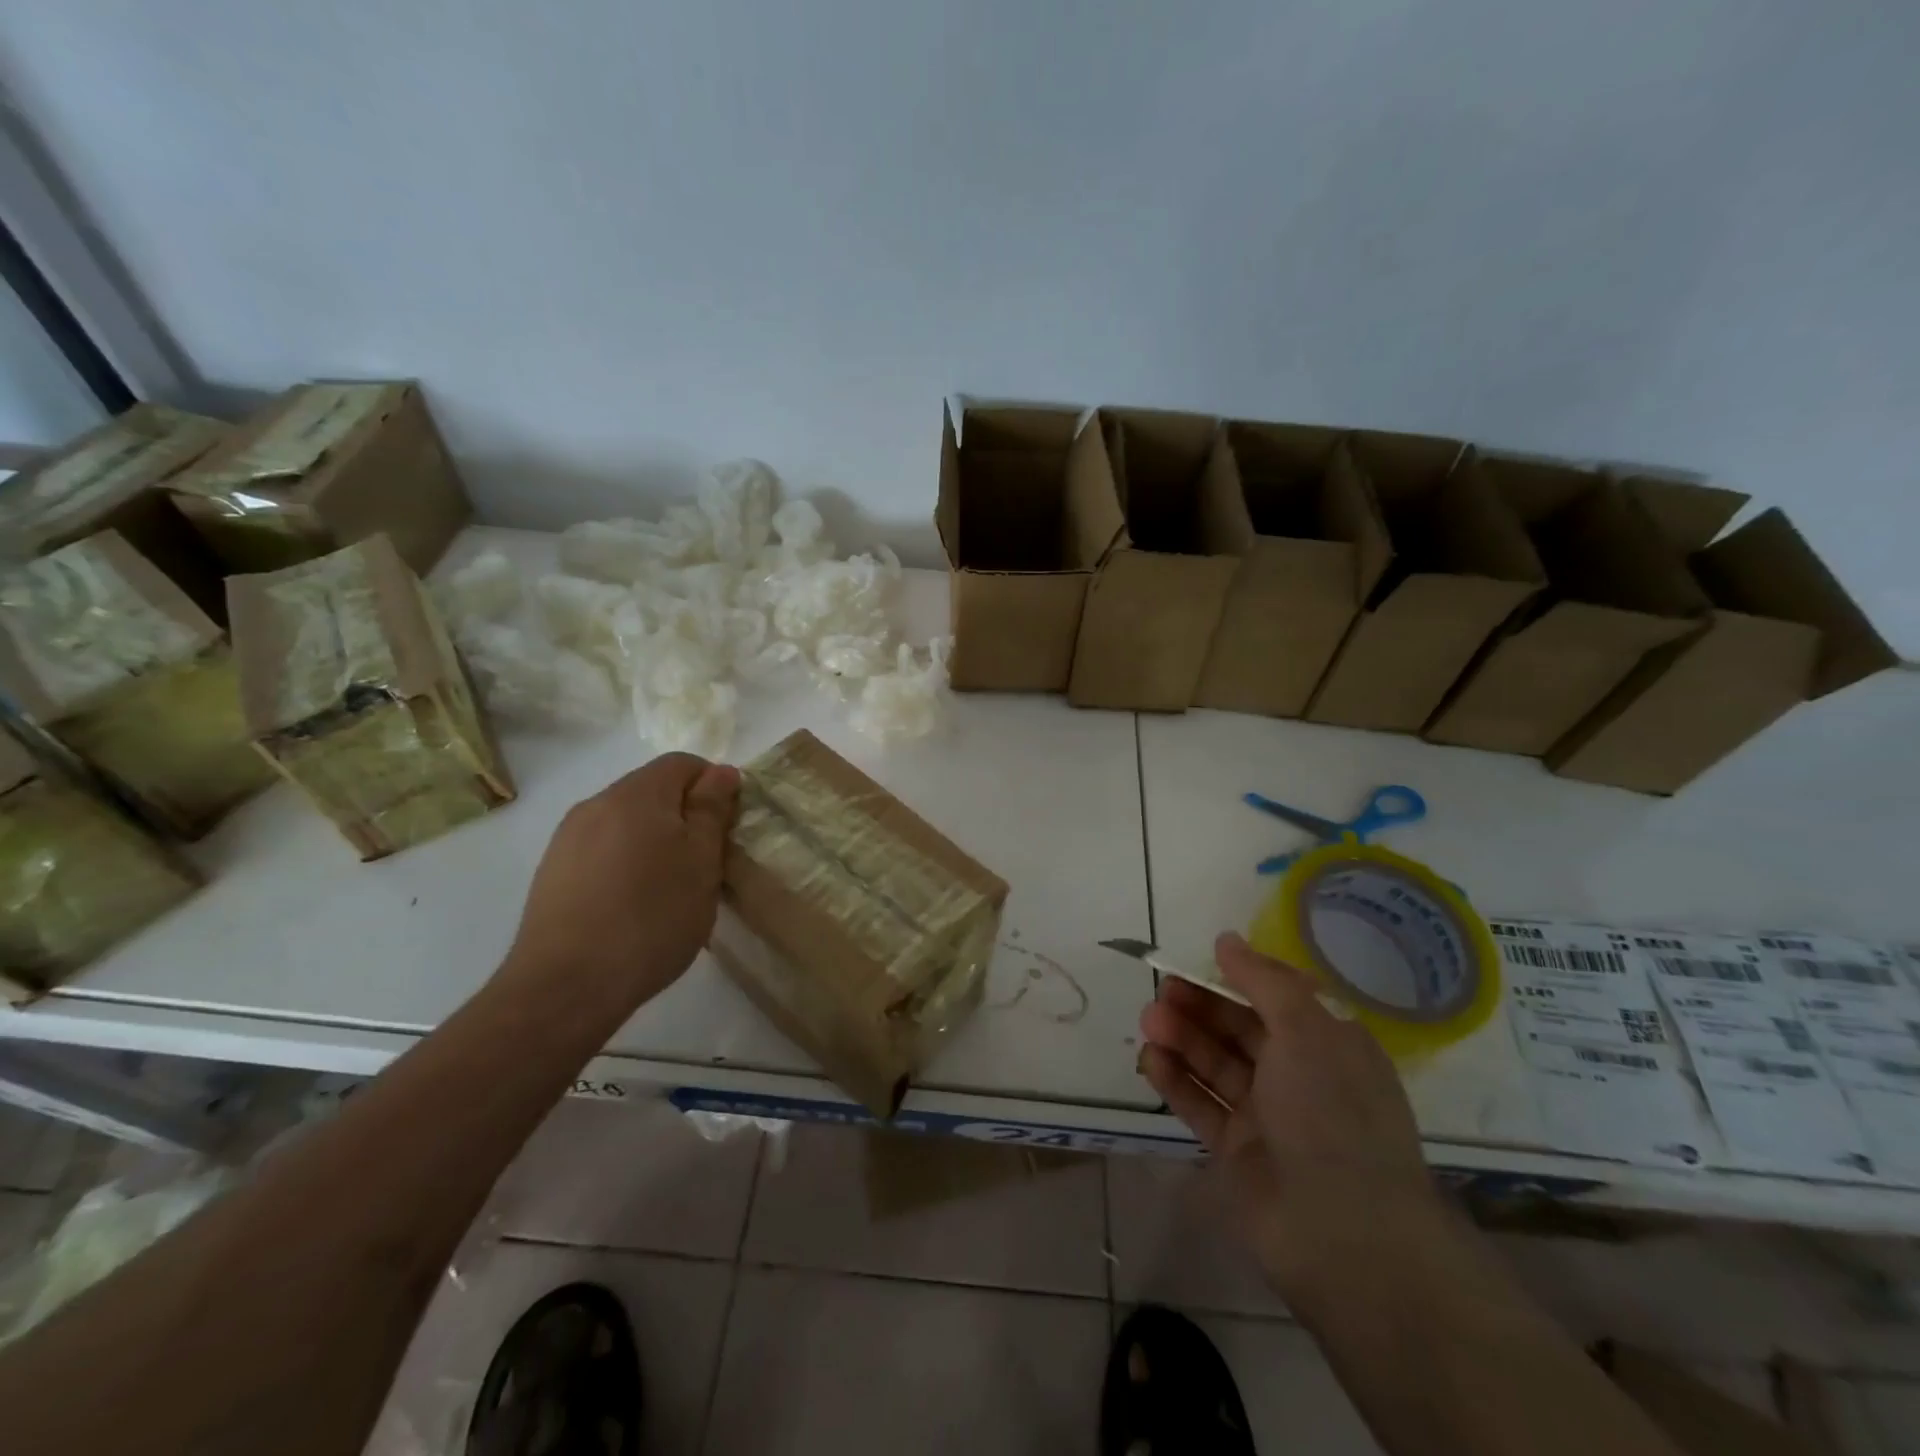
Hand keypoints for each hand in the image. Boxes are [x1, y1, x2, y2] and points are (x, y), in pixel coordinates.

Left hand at [504, 753, 739, 1012]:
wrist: (567, 986)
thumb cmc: (652, 918)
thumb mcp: (701, 862)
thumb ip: (712, 810)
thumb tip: (720, 772)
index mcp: (636, 794)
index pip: (683, 763)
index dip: (714, 785)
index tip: (728, 827)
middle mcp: (596, 804)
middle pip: (653, 791)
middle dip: (684, 816)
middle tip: (705, 862)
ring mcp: (567, 839)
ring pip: (626, 822)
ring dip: (655, 841)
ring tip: (670, 888)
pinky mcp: (552, 873)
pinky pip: (602, 850)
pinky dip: (626, 863)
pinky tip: (633, 905)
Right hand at [1139, 933, 1454, 1313]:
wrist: (1345, 1234)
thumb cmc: (1333, 1112)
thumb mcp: (1307, 1029)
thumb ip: (1263, 980)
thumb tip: (1227, 940)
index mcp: (1330, 1045)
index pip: (1279, 997)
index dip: (1238, 976)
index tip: (1198, 959)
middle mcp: (1301, 1076)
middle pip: (1241, 1028)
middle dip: (1202, 1005)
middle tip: (1162, 989)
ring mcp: (1268, 1116)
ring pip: (1217, 1064)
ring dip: (1183, 1038)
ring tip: (1149, 1020)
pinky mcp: (1238, 1151)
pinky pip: (1201, 1104)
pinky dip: (1175, 1080)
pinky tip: (1150, 1058)